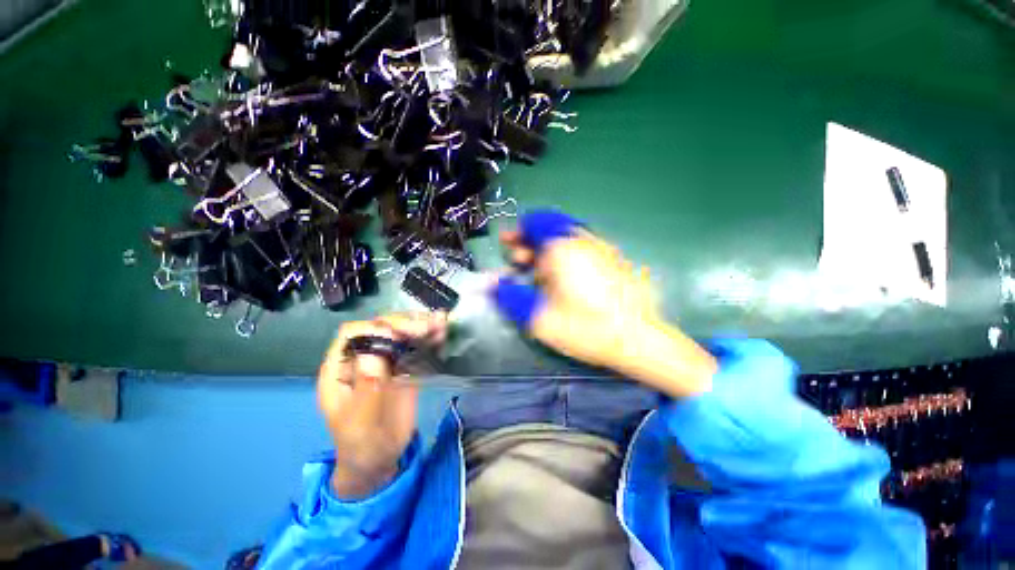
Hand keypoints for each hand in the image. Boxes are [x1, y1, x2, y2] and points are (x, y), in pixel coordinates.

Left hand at [318, 312, 446, 497]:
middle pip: (382, 327)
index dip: (376, 329)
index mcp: (341, 367)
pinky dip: (430, 338)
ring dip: (422, 325)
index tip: (398, 337)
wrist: (380, 459)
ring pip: (402, 333)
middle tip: (428, 328)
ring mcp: (386, 360)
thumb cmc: (361, 444)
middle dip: (405, 323)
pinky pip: (417, 347)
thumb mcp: (361, 421)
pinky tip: (443, 333)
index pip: (354, 334)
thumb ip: (367, 386)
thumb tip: (374, 350)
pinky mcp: (405, 367)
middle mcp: (363, 357)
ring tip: (441, 323)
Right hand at [492, 210, 715, 396]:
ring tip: (537, 274)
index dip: (517, 231)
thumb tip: (492, 284)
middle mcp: (583, 240)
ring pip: (567, 239)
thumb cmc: (585, 328)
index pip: (535, 222)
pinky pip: (582, 248)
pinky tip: (563, 279)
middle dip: (530, 243)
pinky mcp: (614, 261)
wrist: (639, 340)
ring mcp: (602, 249)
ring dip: (547, 250)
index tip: (507, 244)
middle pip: (550, 229)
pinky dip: (566, 256)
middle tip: (517, 262)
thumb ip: (511, 297)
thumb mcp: (540, 317)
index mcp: (562, 247)